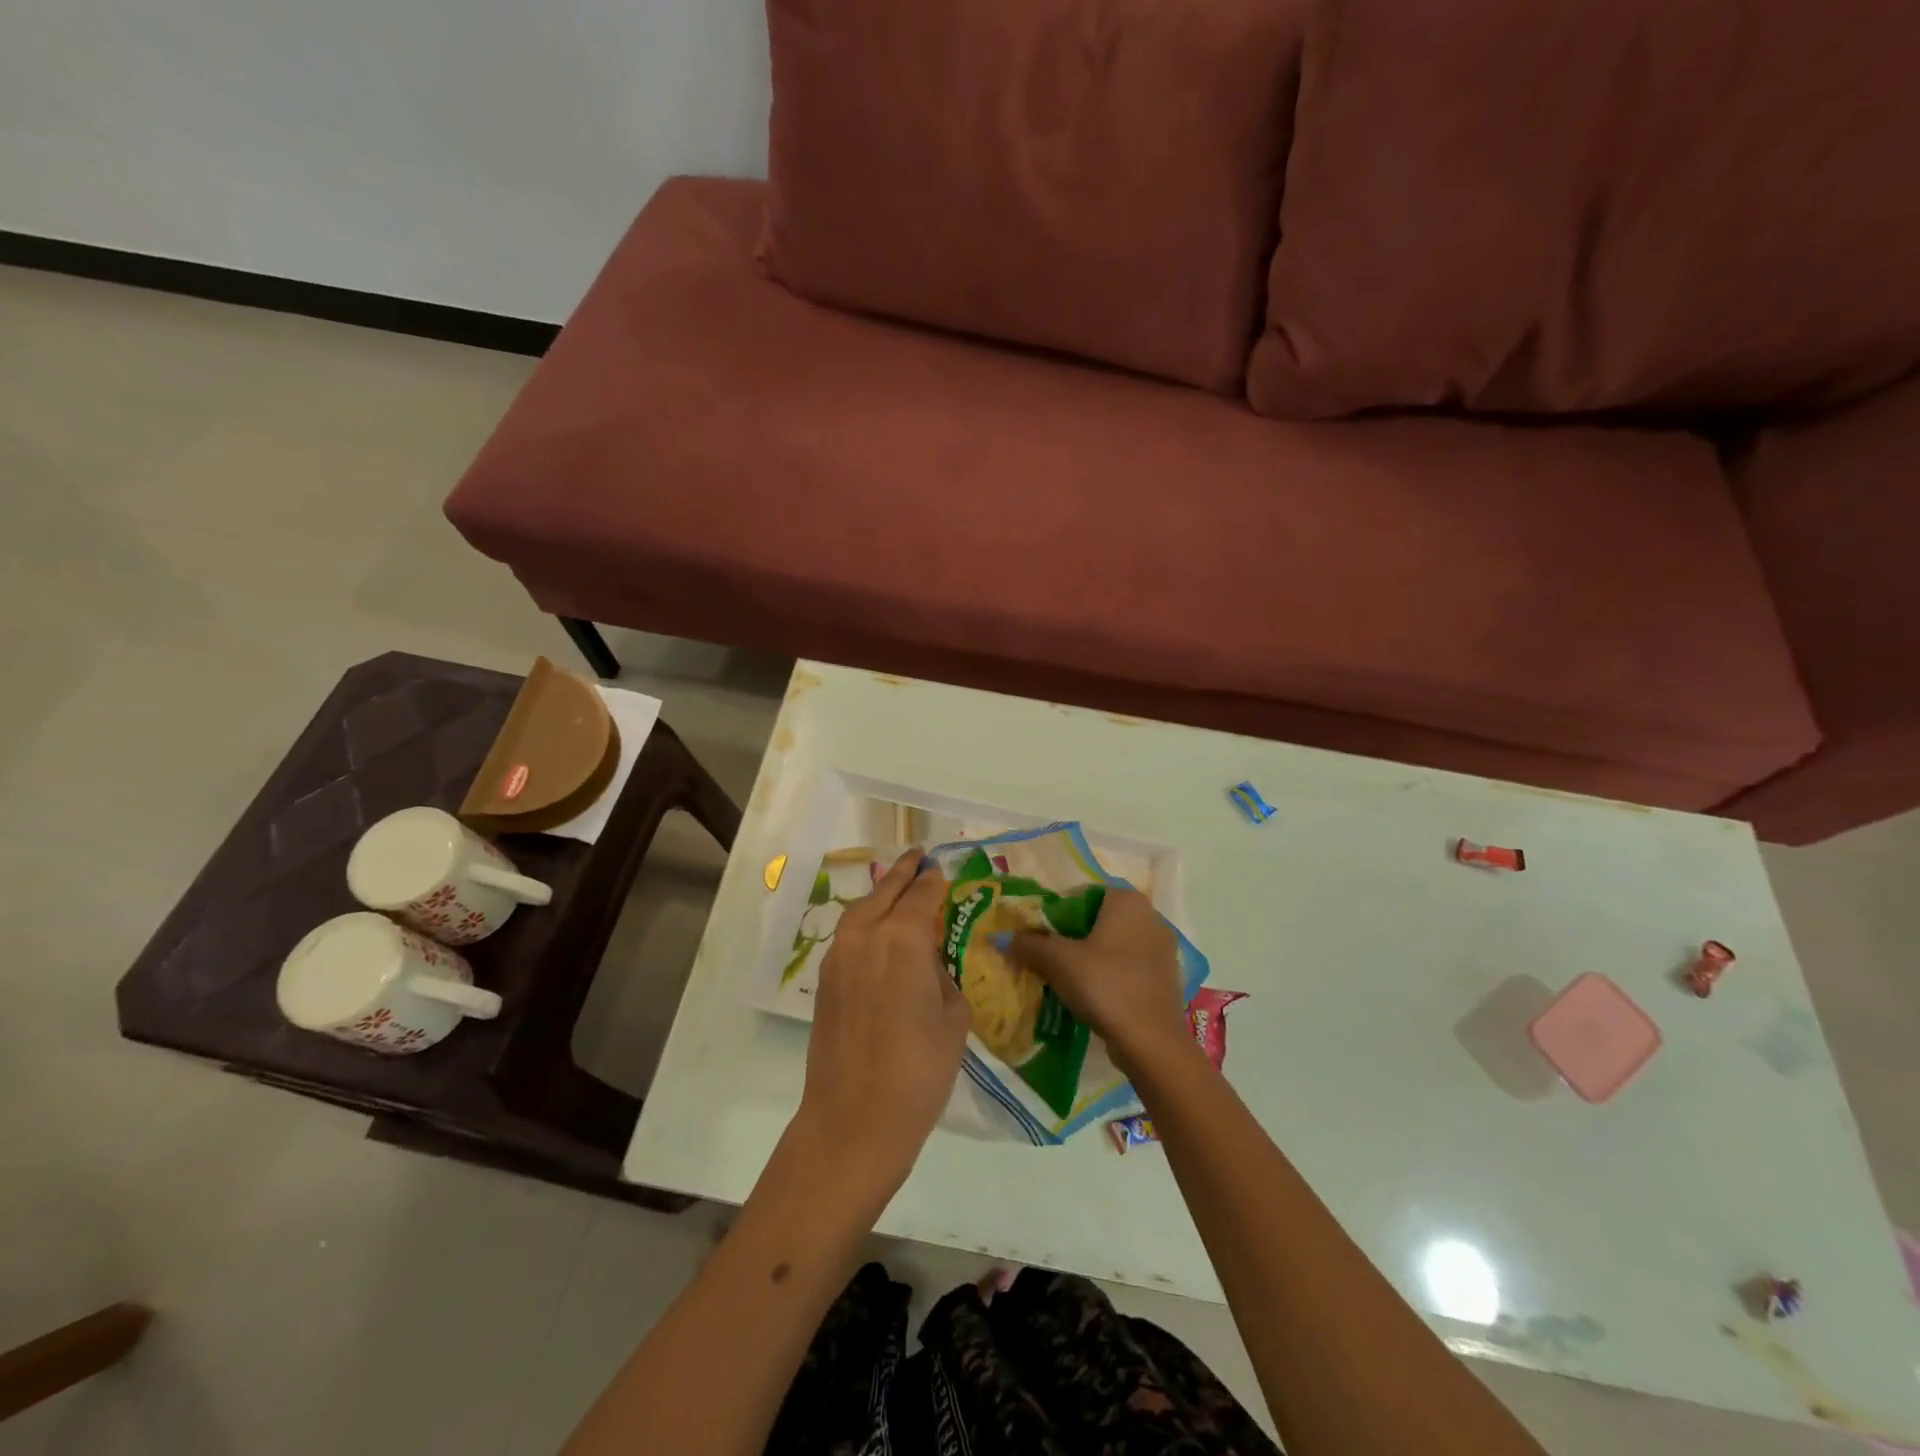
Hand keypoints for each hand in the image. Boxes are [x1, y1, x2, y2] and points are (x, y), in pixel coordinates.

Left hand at [795, 849, 971, 1190]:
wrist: (855, 1119)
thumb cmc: (919, 1069)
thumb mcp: (953, 1016)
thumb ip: (941, 974)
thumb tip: (927, 962)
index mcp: (902, 936)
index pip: (922, 893)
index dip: (935, 880)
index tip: (944, 870)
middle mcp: (866, 934)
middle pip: (886, 890)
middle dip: (905, 872)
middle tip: (919, 858)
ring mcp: (839, 955)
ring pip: (863, 908)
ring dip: (882, 893)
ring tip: (898, 886)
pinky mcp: (825, 979)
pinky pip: (850, 933)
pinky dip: (866, 920)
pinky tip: (879, 930)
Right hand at [1006, 887, 1191, 1076]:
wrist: (1151, 1041)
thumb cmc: (1105, 985)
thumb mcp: (1059, 961)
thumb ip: (1029, 944)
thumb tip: (1000, 937)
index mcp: (1127, 901)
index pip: (1082, 894)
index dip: (1056, 913)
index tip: (1039, 936)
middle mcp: (1150, 916)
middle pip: (1098, 919)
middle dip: (1072, 936)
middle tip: (1048, 957)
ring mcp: (1162, 948)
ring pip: (1114, 944)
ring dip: (1091, 957)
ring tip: (1066, 978)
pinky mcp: (1166, 977)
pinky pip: (1129, 966)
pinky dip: (1110, 974)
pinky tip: (1093, 994)